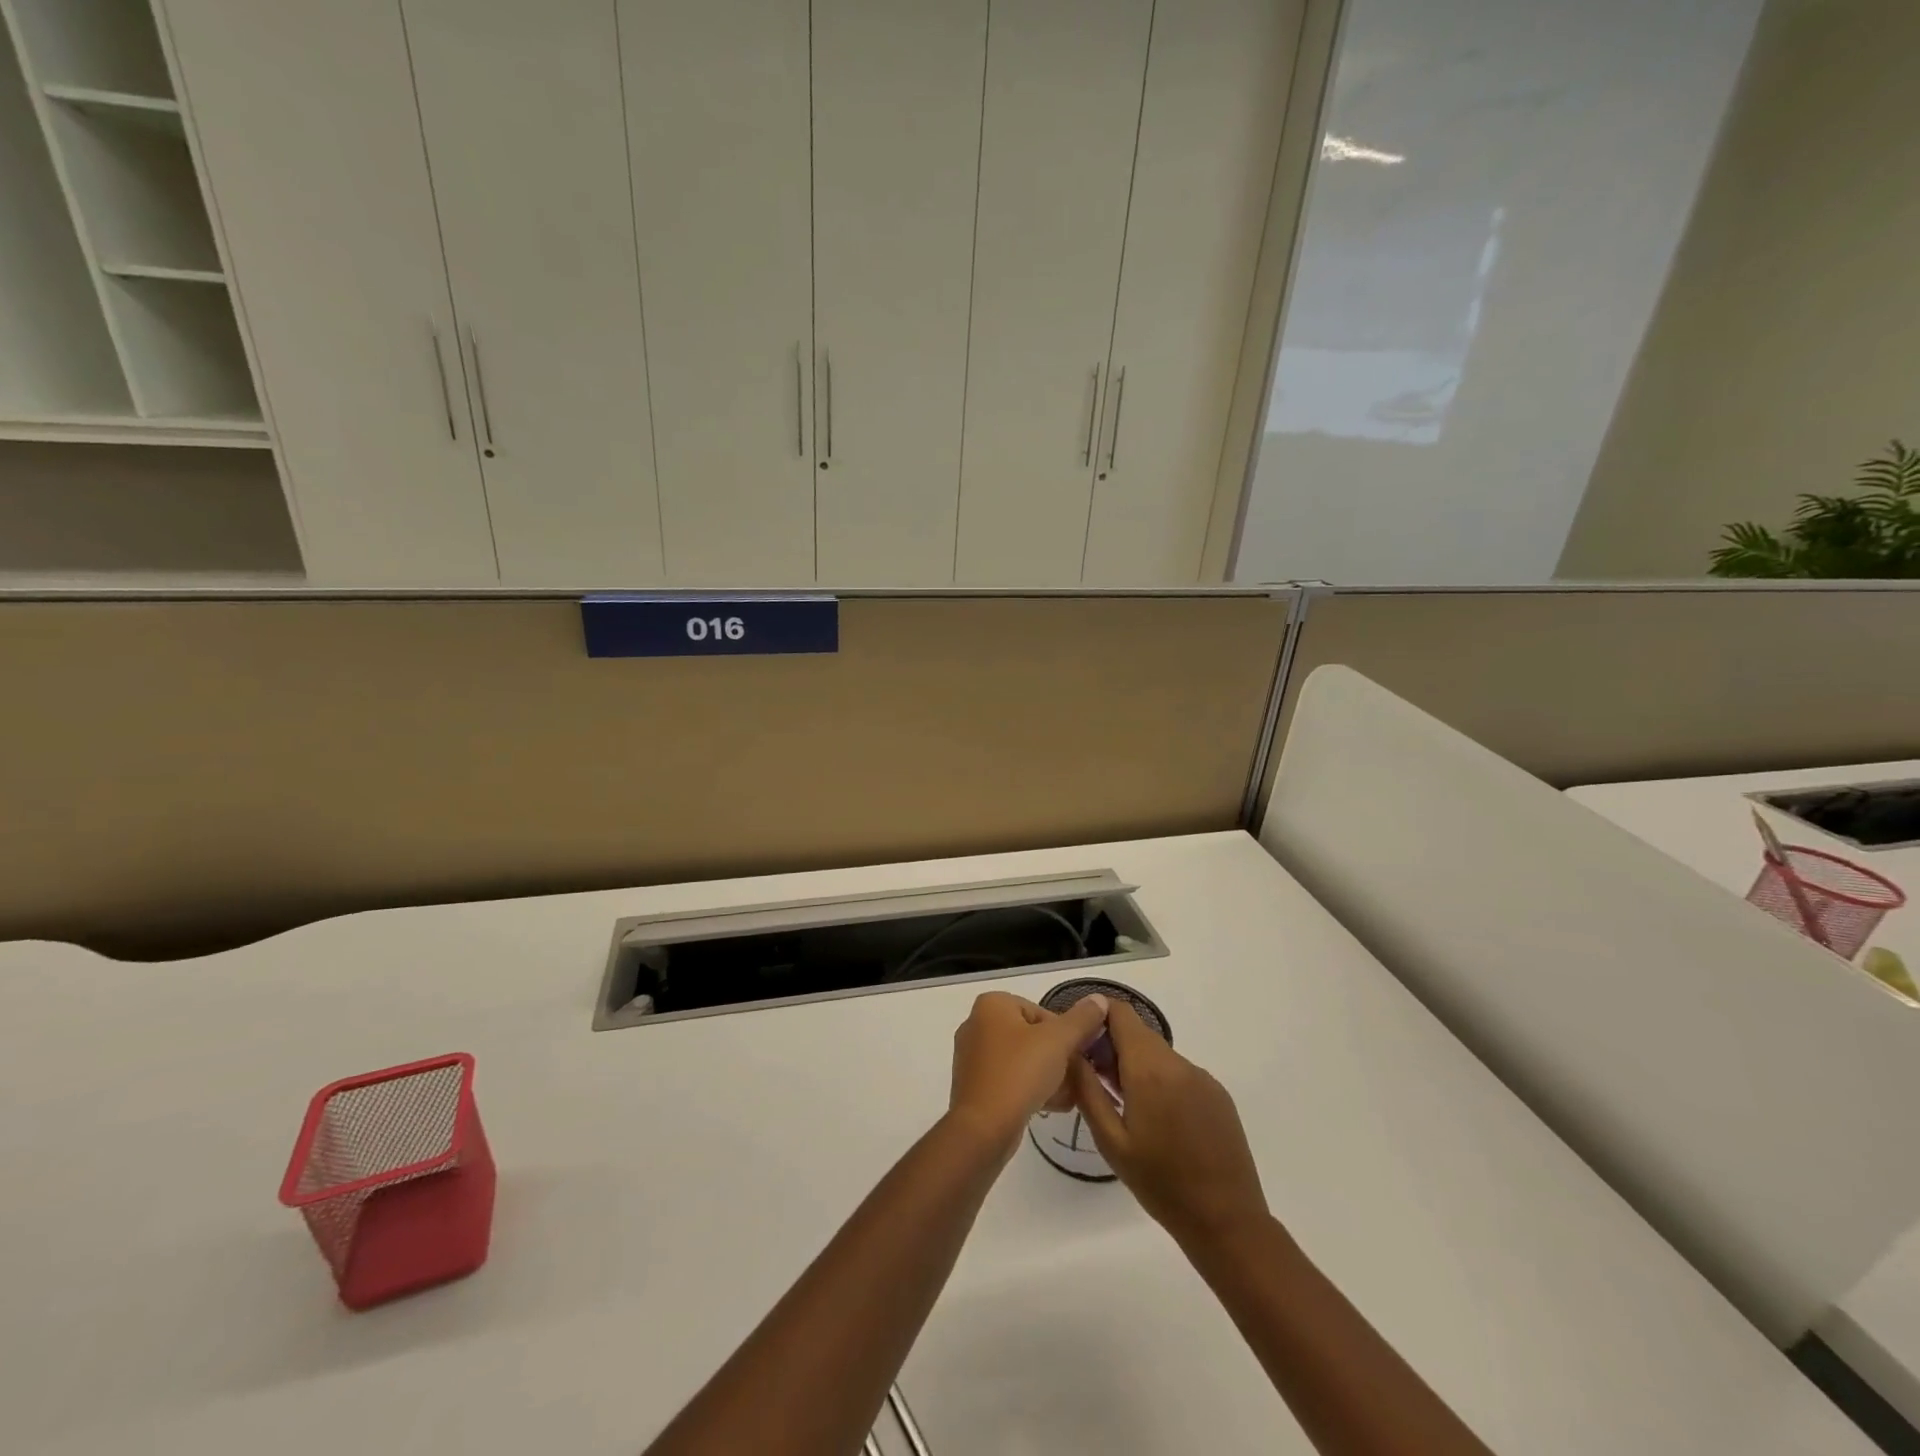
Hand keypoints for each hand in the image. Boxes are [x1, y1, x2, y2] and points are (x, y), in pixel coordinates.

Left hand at [948, 991, 1110, 1150]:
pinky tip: (1053, 1105)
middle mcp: (977, 1024)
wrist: (983, 1129)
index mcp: (992, 1005)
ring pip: (1022, 1060)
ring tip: (1069, 1095)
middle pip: (1032, 1036)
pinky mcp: (974, 1085)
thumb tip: (1099, 998)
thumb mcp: (1058, 1042)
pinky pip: (1010, 1079)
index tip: (1080, 1056)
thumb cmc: (1019, 1073)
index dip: (1065, 1034)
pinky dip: (1030, 1088)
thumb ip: (1081, 1019)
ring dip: (1049, 1075)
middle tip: (1078, 1078)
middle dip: (1058, 1058)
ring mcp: (973, 1056)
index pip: (1041, 1012)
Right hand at [1071, 1002, 1268, 1244]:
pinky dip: (1161, 1081)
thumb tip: (1071, 1051)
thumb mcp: (1111, 1140)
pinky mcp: (1218, 1094)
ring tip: (1126, 1105)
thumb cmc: (1160, 1184)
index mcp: (1149, 1069)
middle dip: (1113, 1046)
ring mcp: (1202, 1077)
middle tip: (1096, 1081)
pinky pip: (1180, 1073)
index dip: (1097, 1016)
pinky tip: (1159, 1120)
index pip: (1120, 1013)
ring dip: (1137, 1066)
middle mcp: (1178, 1063)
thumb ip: (1087, 1089)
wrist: (1227, 1222)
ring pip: (1159, 1055)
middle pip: (1138, 1033)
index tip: (1081, 1039)